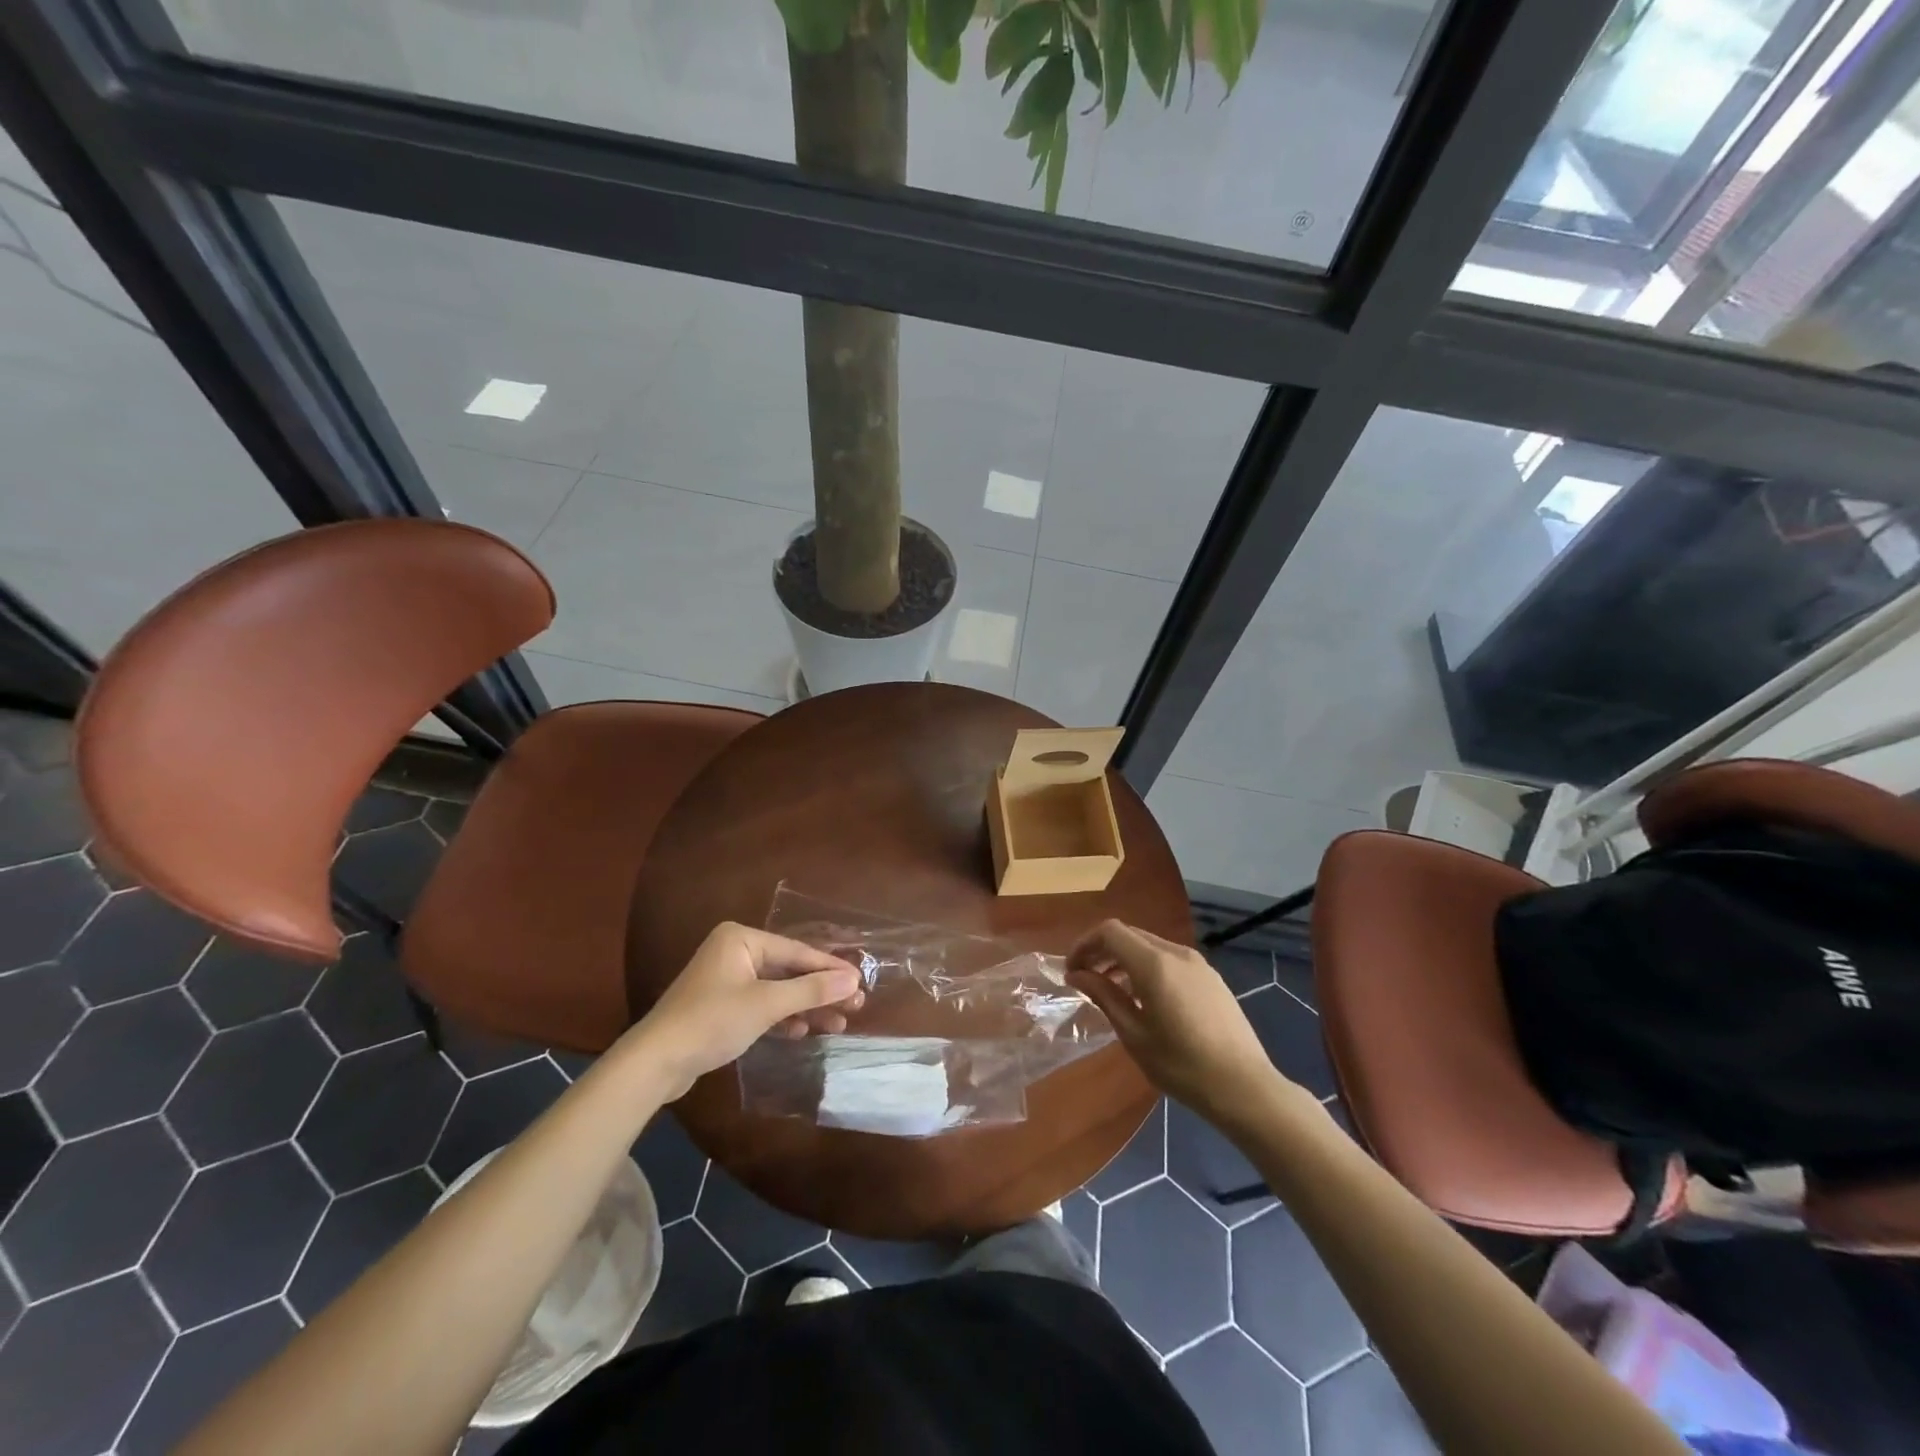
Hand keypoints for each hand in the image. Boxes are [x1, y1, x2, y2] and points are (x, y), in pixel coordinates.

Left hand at [627, 923, 863, 1099]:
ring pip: (778, 990)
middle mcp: (735, 952)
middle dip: (820, 991)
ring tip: (838, 1024)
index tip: (861, 981)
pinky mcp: (722, 1006)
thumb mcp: (767, 1004)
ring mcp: (727, 980)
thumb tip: (854, 980)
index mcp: (742, 939)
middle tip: (855, 1006)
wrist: (655, 1062)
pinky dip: (783, 1017)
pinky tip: (803, 1031)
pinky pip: (763, 1005)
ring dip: (806, 1007)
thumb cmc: (712, 1021)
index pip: (797, 952)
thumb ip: (812, 990)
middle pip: (789, 970)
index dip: (830, 969)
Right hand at [1067, 920, 1292, 1123]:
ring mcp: (1198, 964)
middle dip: (1102, 951)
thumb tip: (1077, 974)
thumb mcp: (1134, 1034)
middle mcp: (1176, 953)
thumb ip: (1104, 996)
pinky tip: (1145, 999)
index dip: (1085, 945)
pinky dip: (1147, 967)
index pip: (1110, 932)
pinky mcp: (1211, 978)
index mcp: (1154, 964)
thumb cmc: (1182, 1066)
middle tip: (1085, 979)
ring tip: (1112, 990)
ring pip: (1150, 946)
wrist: (1245, 1088)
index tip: (1072, 971)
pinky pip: (1170, 960)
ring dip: (1125, 959)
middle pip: (1130, 935)